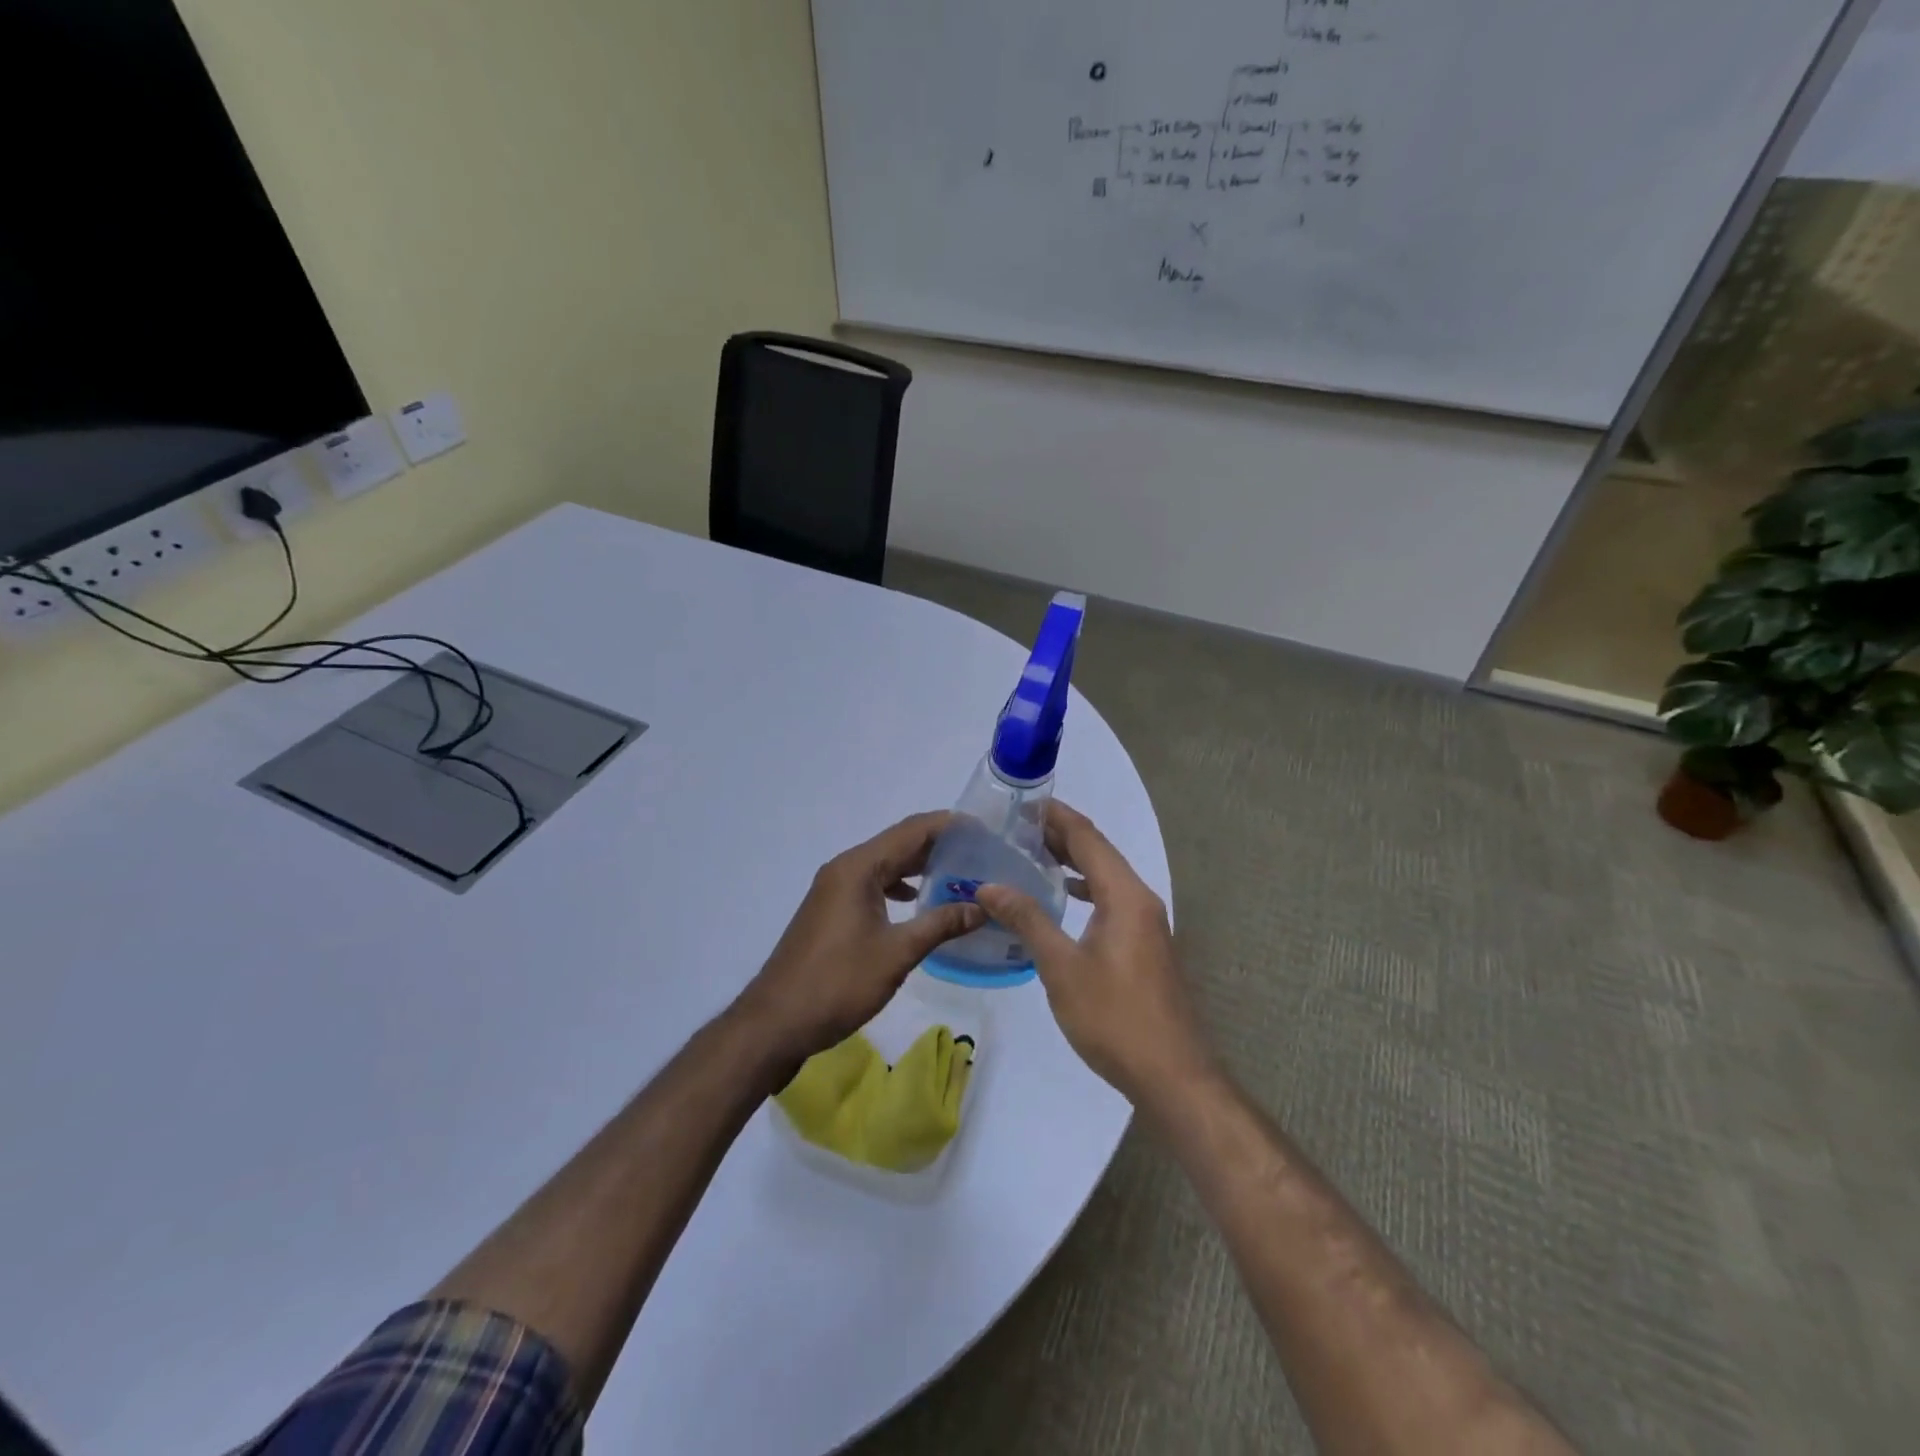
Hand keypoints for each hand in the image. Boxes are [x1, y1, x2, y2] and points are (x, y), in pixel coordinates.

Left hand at [736, 811, 985, 1069]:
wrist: (778, 1021)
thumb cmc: (839, 982)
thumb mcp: (897, 953)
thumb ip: (940, 924)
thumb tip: (981, 907)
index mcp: (859, 868)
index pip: (911, 831)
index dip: (949, 825)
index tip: (984, 830)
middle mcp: (845, 869)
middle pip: (898, 844)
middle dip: (938, 845)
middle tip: (980, 853)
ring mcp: (835, 890)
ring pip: (885, 865)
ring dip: (919, 867)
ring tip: (959, 875)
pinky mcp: (832, 910)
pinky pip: (872, 884)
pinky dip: (898, 886)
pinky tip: (918, 902)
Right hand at [975, 803, 1211, 1105]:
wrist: (1171, 1074)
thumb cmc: (1114, 1018)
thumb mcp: (1062, 967)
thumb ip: (1028, 920)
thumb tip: (989, 886)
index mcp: (1124, 895)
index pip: (1087, 838)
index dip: (1056, 816)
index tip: (1022, 802)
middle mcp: (1139, 899)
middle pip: (1098, 852)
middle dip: (1059, 835)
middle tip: (1014, 826)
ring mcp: (1146, 923)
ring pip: (1105, 877)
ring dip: (1071, 862)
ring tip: (1029, 854)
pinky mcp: (1144, 945)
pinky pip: (1110, 900)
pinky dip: (1083, 889)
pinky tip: (1060, 899)